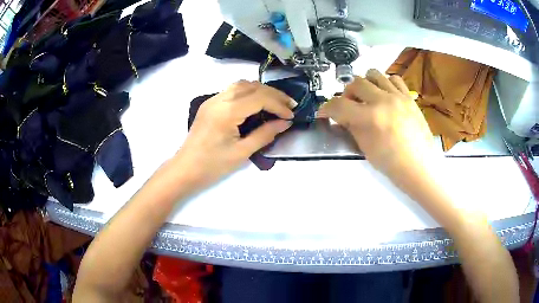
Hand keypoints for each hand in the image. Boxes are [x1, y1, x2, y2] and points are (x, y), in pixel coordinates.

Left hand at [176, 80, 295, 184]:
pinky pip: (232, 90)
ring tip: (276, 102)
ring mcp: (212, 100)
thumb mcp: (242, 152)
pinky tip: (257, 103)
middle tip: (289, 105)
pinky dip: (249, 92)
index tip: (291, 115)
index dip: (278, 104)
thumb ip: (265, 134)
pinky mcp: (209, 104)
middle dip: (273, 94)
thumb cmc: (212, 166)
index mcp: (227, 111)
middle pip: (252, 86)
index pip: (259, 98)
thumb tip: (285, 123)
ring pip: (242, 84)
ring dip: (261, 90)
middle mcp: (219, 99)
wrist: (185, 169)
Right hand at [318, 69, 433, 174]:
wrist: (420, 167)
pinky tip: (385, 95)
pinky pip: (394, 78)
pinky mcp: (409, 97)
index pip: (339, 105)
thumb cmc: (392, 165)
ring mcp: (398, 96)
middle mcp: (383, 101)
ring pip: (374, 74)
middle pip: (356, 83)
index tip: (324, 112)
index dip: (326, 108)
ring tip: (367, 97)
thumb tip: (341, 116)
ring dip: (365, 84)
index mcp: (371, 118)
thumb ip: (352, 128)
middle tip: (349, 105)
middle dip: (346, 93)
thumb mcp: (366, 149)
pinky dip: (385, 83)